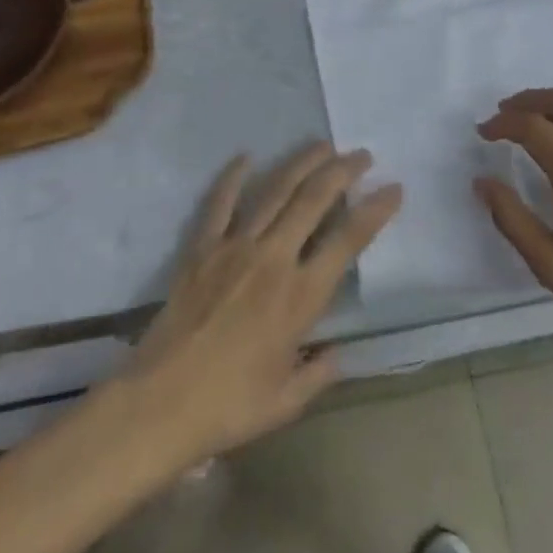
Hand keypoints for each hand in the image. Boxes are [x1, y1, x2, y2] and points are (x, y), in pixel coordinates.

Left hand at [118, 144, 402, 466]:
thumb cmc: (228, 407)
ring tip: (322, 145)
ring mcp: (235, 247)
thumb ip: (318, 375)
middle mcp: (274, 259)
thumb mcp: (286, 402)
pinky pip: (220, 202)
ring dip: (302, 163)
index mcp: (301, 296)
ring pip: (275, 190)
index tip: (393, 188)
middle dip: (342, 171)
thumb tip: (338, 355)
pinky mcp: (202, 247)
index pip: (348, 240)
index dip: (376, 210)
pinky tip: (246, 156)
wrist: (159, 404)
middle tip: (361, 155)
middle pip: (314, 199)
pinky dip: (233, 176)